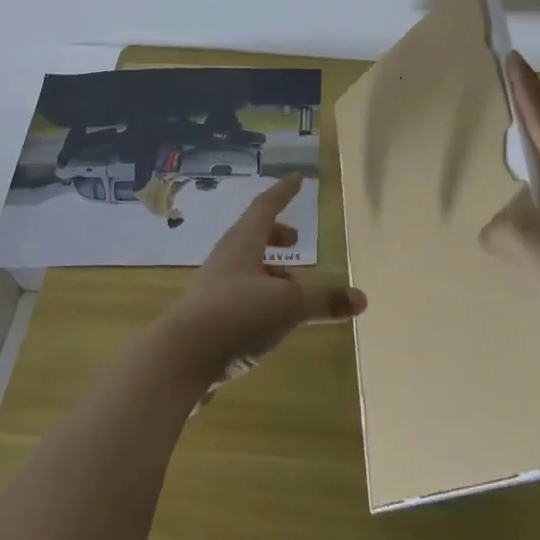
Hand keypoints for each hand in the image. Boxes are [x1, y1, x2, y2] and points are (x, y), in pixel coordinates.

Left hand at [158, 175, 365, 380]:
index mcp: (243, 243)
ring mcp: (213, 291)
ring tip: (293, 289)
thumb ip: (324, 300)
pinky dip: (260, 299)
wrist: (178, 360)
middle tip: (295, 240)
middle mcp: (226, 261)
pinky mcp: (208, 321)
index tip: (298, 179)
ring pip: (246, 270)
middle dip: (276, 235)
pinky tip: (271, 323)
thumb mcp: (288, 305)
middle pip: (252, 237)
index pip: (265, 207)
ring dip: (270, 272)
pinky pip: (240, 298)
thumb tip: (361, 298)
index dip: (283, 192)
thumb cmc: (235, 314)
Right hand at [480, 53, 539, 369]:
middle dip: (520, 127)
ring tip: (492, 181)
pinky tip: (513, 245)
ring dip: (522, 185)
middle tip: (494, 109)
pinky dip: (530, 226)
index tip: (511, 54)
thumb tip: (500, 236)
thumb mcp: (523, 239)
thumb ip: (497, 229)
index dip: (523, 84)